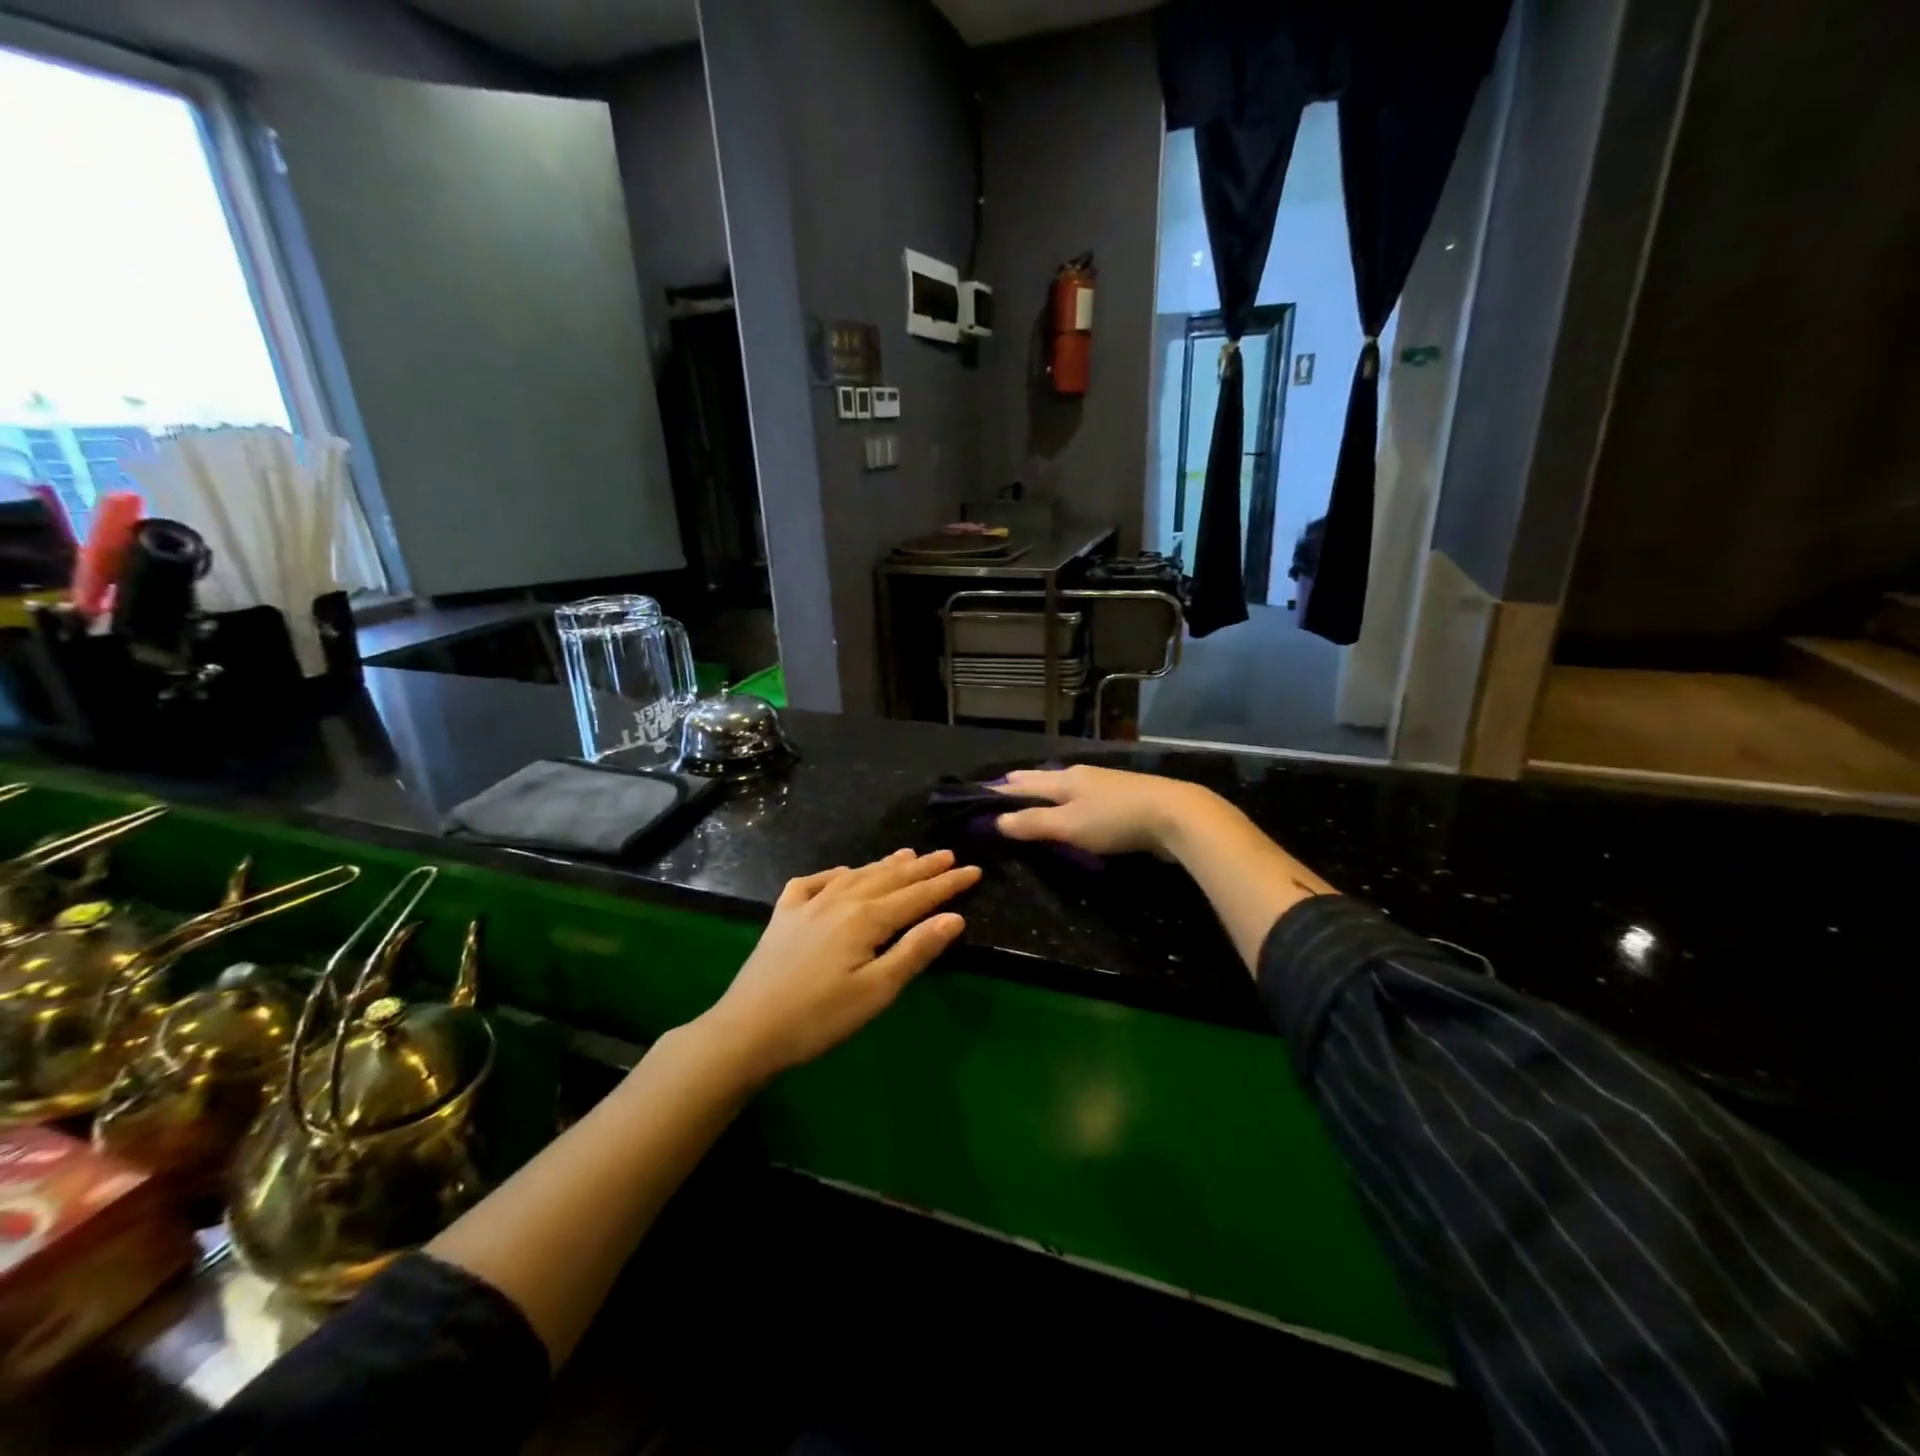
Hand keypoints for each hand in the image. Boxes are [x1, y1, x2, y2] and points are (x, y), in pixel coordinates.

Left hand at [698, 849, 980, 1081]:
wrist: (748, 1029)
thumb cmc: (820, 1017)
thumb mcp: (876, 991)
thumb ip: (915, 951)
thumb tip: (954, 917)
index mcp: (866, 918)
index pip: (917, 895)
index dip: (947, 883)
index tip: (974, 870)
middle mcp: (840, 900)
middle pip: (889, 878)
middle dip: (922, 867)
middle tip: (947, 855)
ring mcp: (808, 904)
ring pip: (855, 875)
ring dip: (884, 865)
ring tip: (907, 854)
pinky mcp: (783, 915)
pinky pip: (813, 882)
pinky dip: (834, 874)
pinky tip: (842, 874)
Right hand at [992, 765, 1220, 856]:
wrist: (1175, 815)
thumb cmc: (1115, 820)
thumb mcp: (1068, 825)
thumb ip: (1033, 822)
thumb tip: (996, 820)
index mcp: (1064, 778)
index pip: (1023, 783)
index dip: (1001, 790)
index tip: (980, 792)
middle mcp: (1082, 775)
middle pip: (1045, 777)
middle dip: (1023, 783)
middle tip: (1003, 786)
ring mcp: (1105, 784)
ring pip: (1066, 784)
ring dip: (1047, 789)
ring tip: (1035, 793)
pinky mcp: (1124, 797)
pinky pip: (1085, 795)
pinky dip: (1070, 799)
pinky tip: (1075, 806)